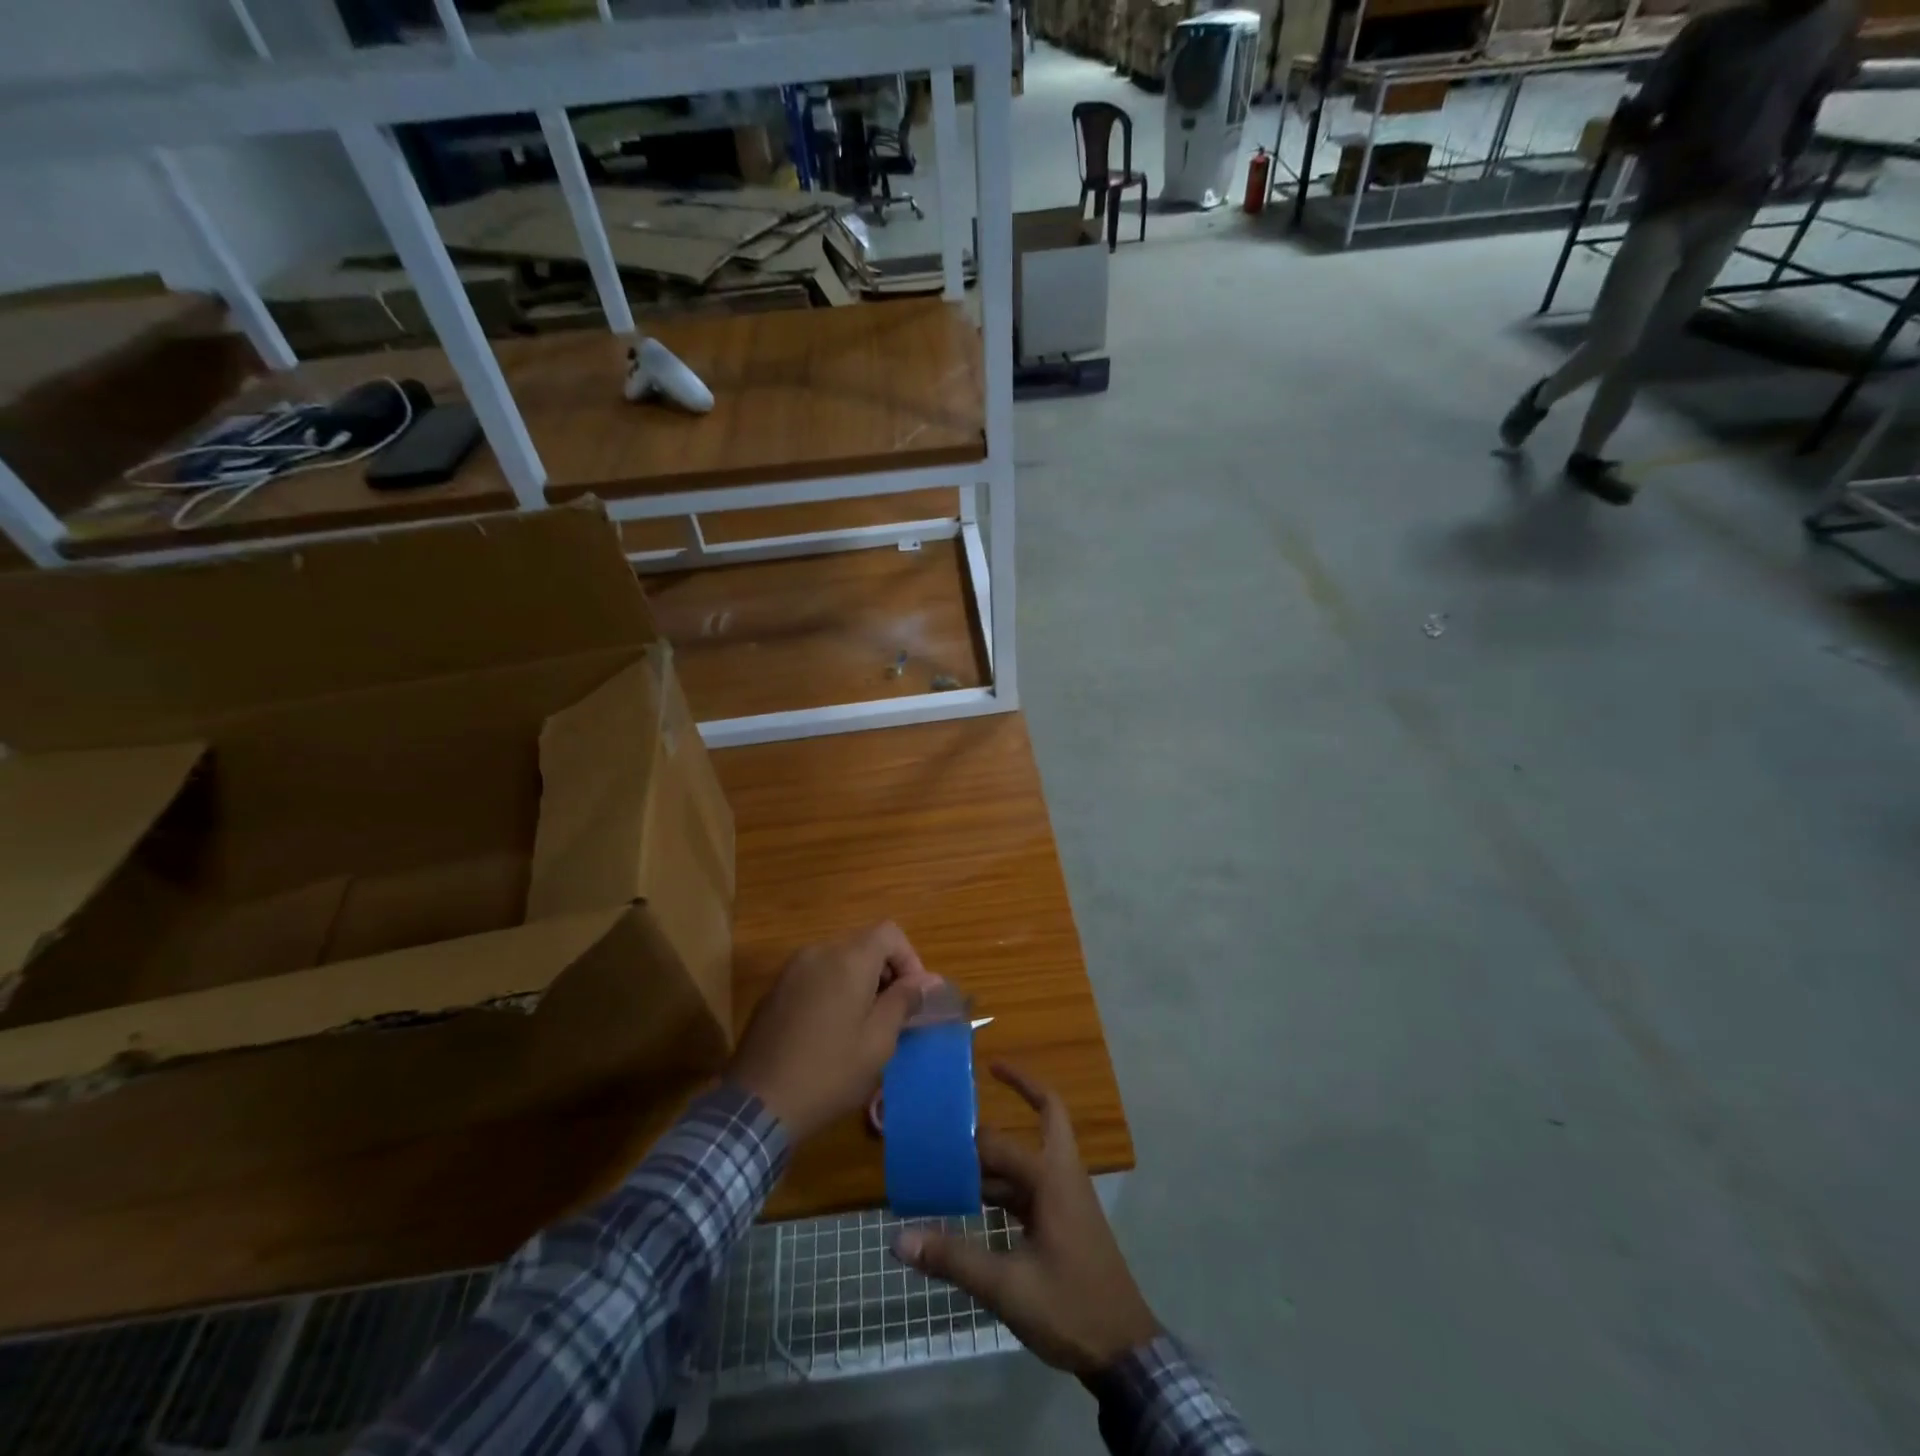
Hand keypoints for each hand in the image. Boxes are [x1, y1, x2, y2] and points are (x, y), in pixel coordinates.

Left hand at [726, 922, 937, 1141]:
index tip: (913, 997)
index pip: (890, 933)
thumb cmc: (828, 1072)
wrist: (757, 1104)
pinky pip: (815, 977)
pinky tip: (829, 1033)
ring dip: (859, 983)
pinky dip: (832, 991)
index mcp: (848, 959)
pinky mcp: (774, 991)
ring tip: (863, 1026)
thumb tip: (927, 980)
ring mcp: (791, 970)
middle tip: (893, 1016)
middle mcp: (819, 952)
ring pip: (839, 961)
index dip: (910, 959)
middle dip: (886, 973)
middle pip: (864, 945)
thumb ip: (904, 1002)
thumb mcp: (878, 1042)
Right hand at [892, 1063, 1159, 1376]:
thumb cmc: (1069, 1307)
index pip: (999, 1145)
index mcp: (1051, 1178)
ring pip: (1032, 1154)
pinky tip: (975, 1199)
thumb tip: (899, 1239)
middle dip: (1021, 1089)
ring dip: (1001, 1150)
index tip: (935, 1121)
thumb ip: (954, 1259)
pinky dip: (1006, 1182)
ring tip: (956, 1153)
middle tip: (985, 1075)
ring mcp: (1066, 1197)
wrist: (1123, 1352)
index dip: (965, 1139)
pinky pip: (1031, 1184)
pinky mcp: (1063, 1219)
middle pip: (1046, 1114)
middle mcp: (1062, 1175)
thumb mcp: (1007, 1288)